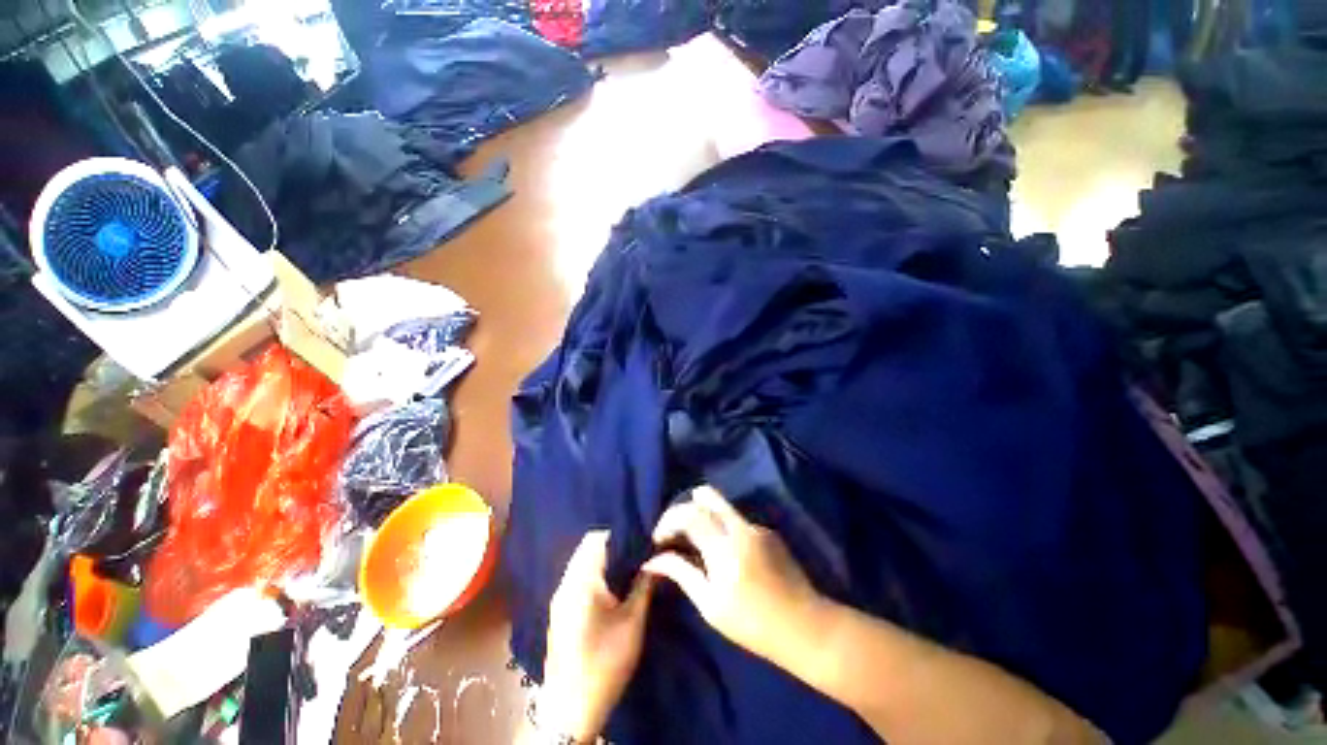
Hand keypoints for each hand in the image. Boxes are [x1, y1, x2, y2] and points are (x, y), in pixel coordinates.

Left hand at [541, 530, 653, 740]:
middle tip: (636, 550)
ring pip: (580, 563)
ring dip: (601, 559)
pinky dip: (592, 573)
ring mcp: (558, 597)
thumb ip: (644, 585)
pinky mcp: (558, 611)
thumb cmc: (606, 662)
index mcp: (582, 581)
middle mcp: (565, 583)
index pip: (596, 539)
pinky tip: (610, 585)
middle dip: (611, 545)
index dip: (618, 533)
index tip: (639, 536)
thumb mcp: (633, 622)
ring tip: (627, 565)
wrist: (570, 708)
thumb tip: (656, 560)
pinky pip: (575, 578)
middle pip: (586, 548)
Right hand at [642, 485, 826, 665]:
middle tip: (676, 529)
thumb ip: (681, 573)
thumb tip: (651, 560)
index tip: (659, 539)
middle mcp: (740, 527)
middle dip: (685, 506)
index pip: (688, 514)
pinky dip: (722, 528)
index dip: (668, 520)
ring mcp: (756, 526)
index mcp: (724, 548)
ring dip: (703, 516)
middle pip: (707, 495)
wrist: (805, 626)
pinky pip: (737, 520)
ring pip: (721, 505)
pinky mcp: (768, 531)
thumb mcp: (710, 605)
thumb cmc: (752, 624)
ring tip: (696, 542)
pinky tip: (724, 553)